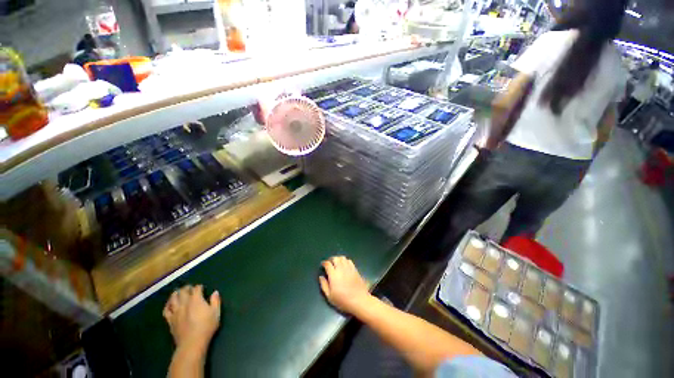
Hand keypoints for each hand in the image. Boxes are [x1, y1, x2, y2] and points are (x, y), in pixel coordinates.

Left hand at [163, 285, 220, 349]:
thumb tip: (215, 292)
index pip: (196, 289)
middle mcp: (184, 303)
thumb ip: (215, 301)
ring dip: (176, 294)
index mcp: (196, 300)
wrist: (192, 343)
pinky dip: (167, 305)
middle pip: (183, 291)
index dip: (199, 287)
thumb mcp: (216, 312)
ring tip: (178, 292)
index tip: (202, 287)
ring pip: (173, 299)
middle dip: (186, 288)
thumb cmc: (206, 326)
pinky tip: (169, 304)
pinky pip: (166, 310)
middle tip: (189, 287)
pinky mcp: (170, 320)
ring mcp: (176, 312)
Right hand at [319, 256, 371, 313]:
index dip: (324, 263)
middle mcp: (341, 268)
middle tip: (329, 263)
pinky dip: (345, 261)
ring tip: (336, 263)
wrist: (359, 300)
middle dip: (331, 259)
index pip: (327, 264)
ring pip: (342, 258)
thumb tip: (321, 277)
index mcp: (333, 275)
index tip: (323, 265)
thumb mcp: (330, 296)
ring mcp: (349, 268)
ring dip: (338, 259)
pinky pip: (349, 260)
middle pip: (335, 258)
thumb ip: (324, 285)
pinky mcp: (355, 269)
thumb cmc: (343, 300)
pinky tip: (344, 265)